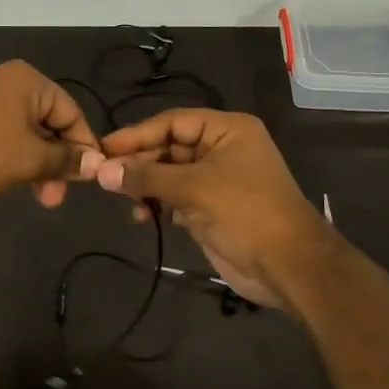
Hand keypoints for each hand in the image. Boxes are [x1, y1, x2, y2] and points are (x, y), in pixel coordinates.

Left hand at [0, 61, 102, 209]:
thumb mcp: (31, 160)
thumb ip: (66, 159)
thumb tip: (96, 163)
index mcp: (26, 80)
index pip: (71, 112)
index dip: (84, 146)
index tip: (91, 179)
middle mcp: (7, 83)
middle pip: (50, 122)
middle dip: (58, 160)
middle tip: (58, 197)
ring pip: (28, 134)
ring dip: (40, 165)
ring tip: (43, 198)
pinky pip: (7, 138)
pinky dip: (19, 160)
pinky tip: (21, 185)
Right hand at [95, 109, 334, 314]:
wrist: (288, 266)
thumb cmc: (246, 212)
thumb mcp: (194, 188)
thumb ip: (146, 177)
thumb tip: (100, 171)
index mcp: (227, 130)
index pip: (173, 122)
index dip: (138, 134)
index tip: (104, 148)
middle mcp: (221, 149)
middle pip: (169, 147)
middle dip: (139, 163)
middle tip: (105, 177)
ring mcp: (216, 180)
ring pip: (169, 174)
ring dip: (145, 186)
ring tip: (124, 200)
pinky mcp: (210, 208)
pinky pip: (175, 197)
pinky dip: (157, 204)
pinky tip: (142, 216)